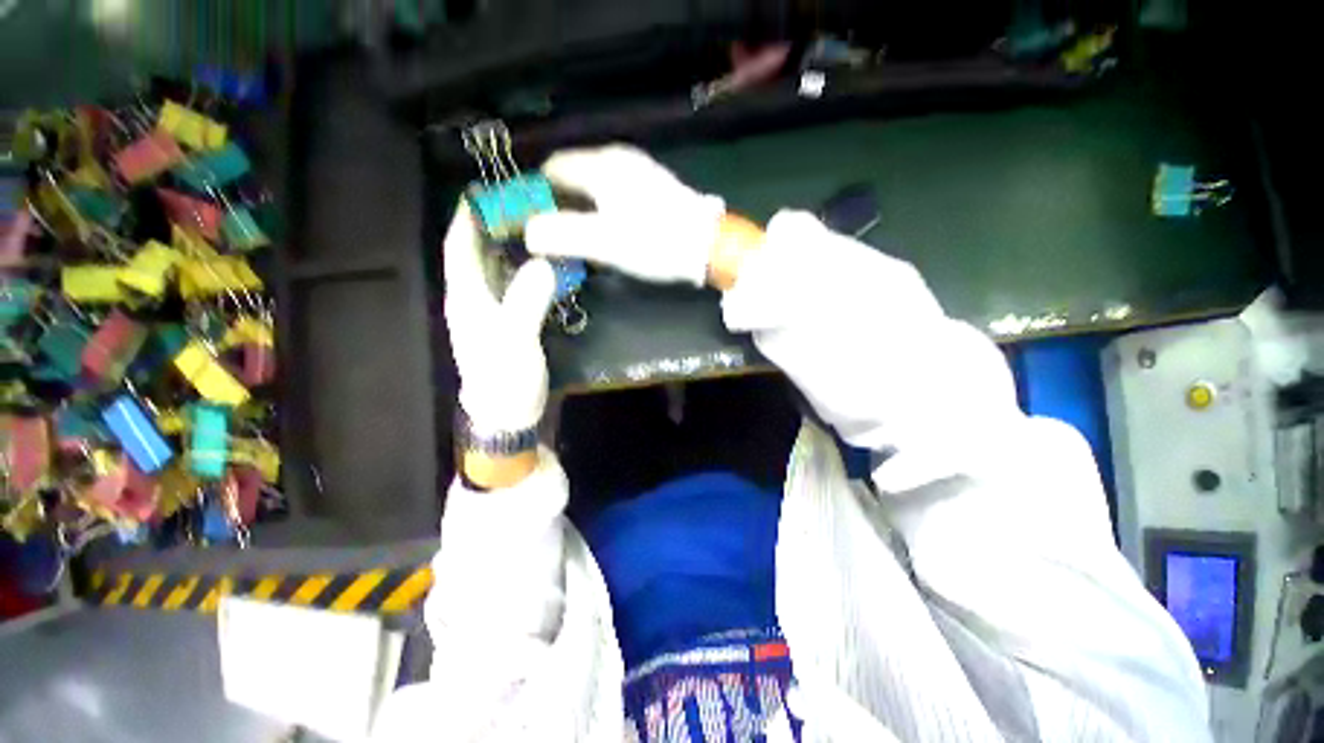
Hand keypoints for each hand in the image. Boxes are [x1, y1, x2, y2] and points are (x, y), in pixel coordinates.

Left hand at [444, 202, 555, 484]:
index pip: (458, 248)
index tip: (483, 191)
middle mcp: (474, 300)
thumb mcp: (515, 339)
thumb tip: (544, 262)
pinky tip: (545, 266)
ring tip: (536, 228)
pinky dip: (525, 272)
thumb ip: (527, 300)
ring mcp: (492, 313)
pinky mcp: (510, 325)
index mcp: (466, 298)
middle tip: (522, 206)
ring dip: (511, 248)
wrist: (509, 415)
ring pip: (497, 271)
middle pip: (477, 254)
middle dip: (493, 227)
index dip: (466, 218)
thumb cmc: (505, 379)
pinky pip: (515, 288)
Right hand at [525, 145, 727, 286]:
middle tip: (556, 235)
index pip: (554, 168)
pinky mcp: (655, 188)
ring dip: (583, 210)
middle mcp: (619, 159)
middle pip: (575, 176)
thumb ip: (561, 235)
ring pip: (597, 187)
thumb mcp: (603, 242)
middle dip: (560, 204)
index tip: (532, 220)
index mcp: (602, 165)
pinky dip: (605, 211)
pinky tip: (611, 233)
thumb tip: (529, 233)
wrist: (708, 247)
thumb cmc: (654, 242)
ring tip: (581, 239)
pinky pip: (617, 195)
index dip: (538, 193)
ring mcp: (640, 172)